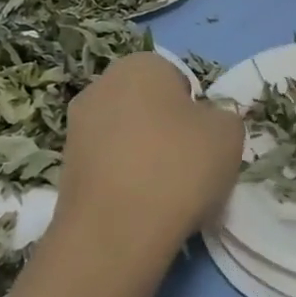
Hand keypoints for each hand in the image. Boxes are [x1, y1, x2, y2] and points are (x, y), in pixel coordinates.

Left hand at [59, 53, 242, 246]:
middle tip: (190, 164)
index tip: (205, 139)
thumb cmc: (180, 166)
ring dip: (146, 157)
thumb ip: (221, 117)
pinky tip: (144, 208)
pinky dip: (127, 182)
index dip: (196, 109)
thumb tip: (204, 125)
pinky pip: (110, 168)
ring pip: (127, 138)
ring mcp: (76, 129)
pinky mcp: (65, 170)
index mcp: (140, 65)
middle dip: (167, 130)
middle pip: (148, 106)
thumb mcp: (230, 133)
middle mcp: (100, 87)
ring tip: (168, 193)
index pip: (178, 78)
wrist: (118, 231)